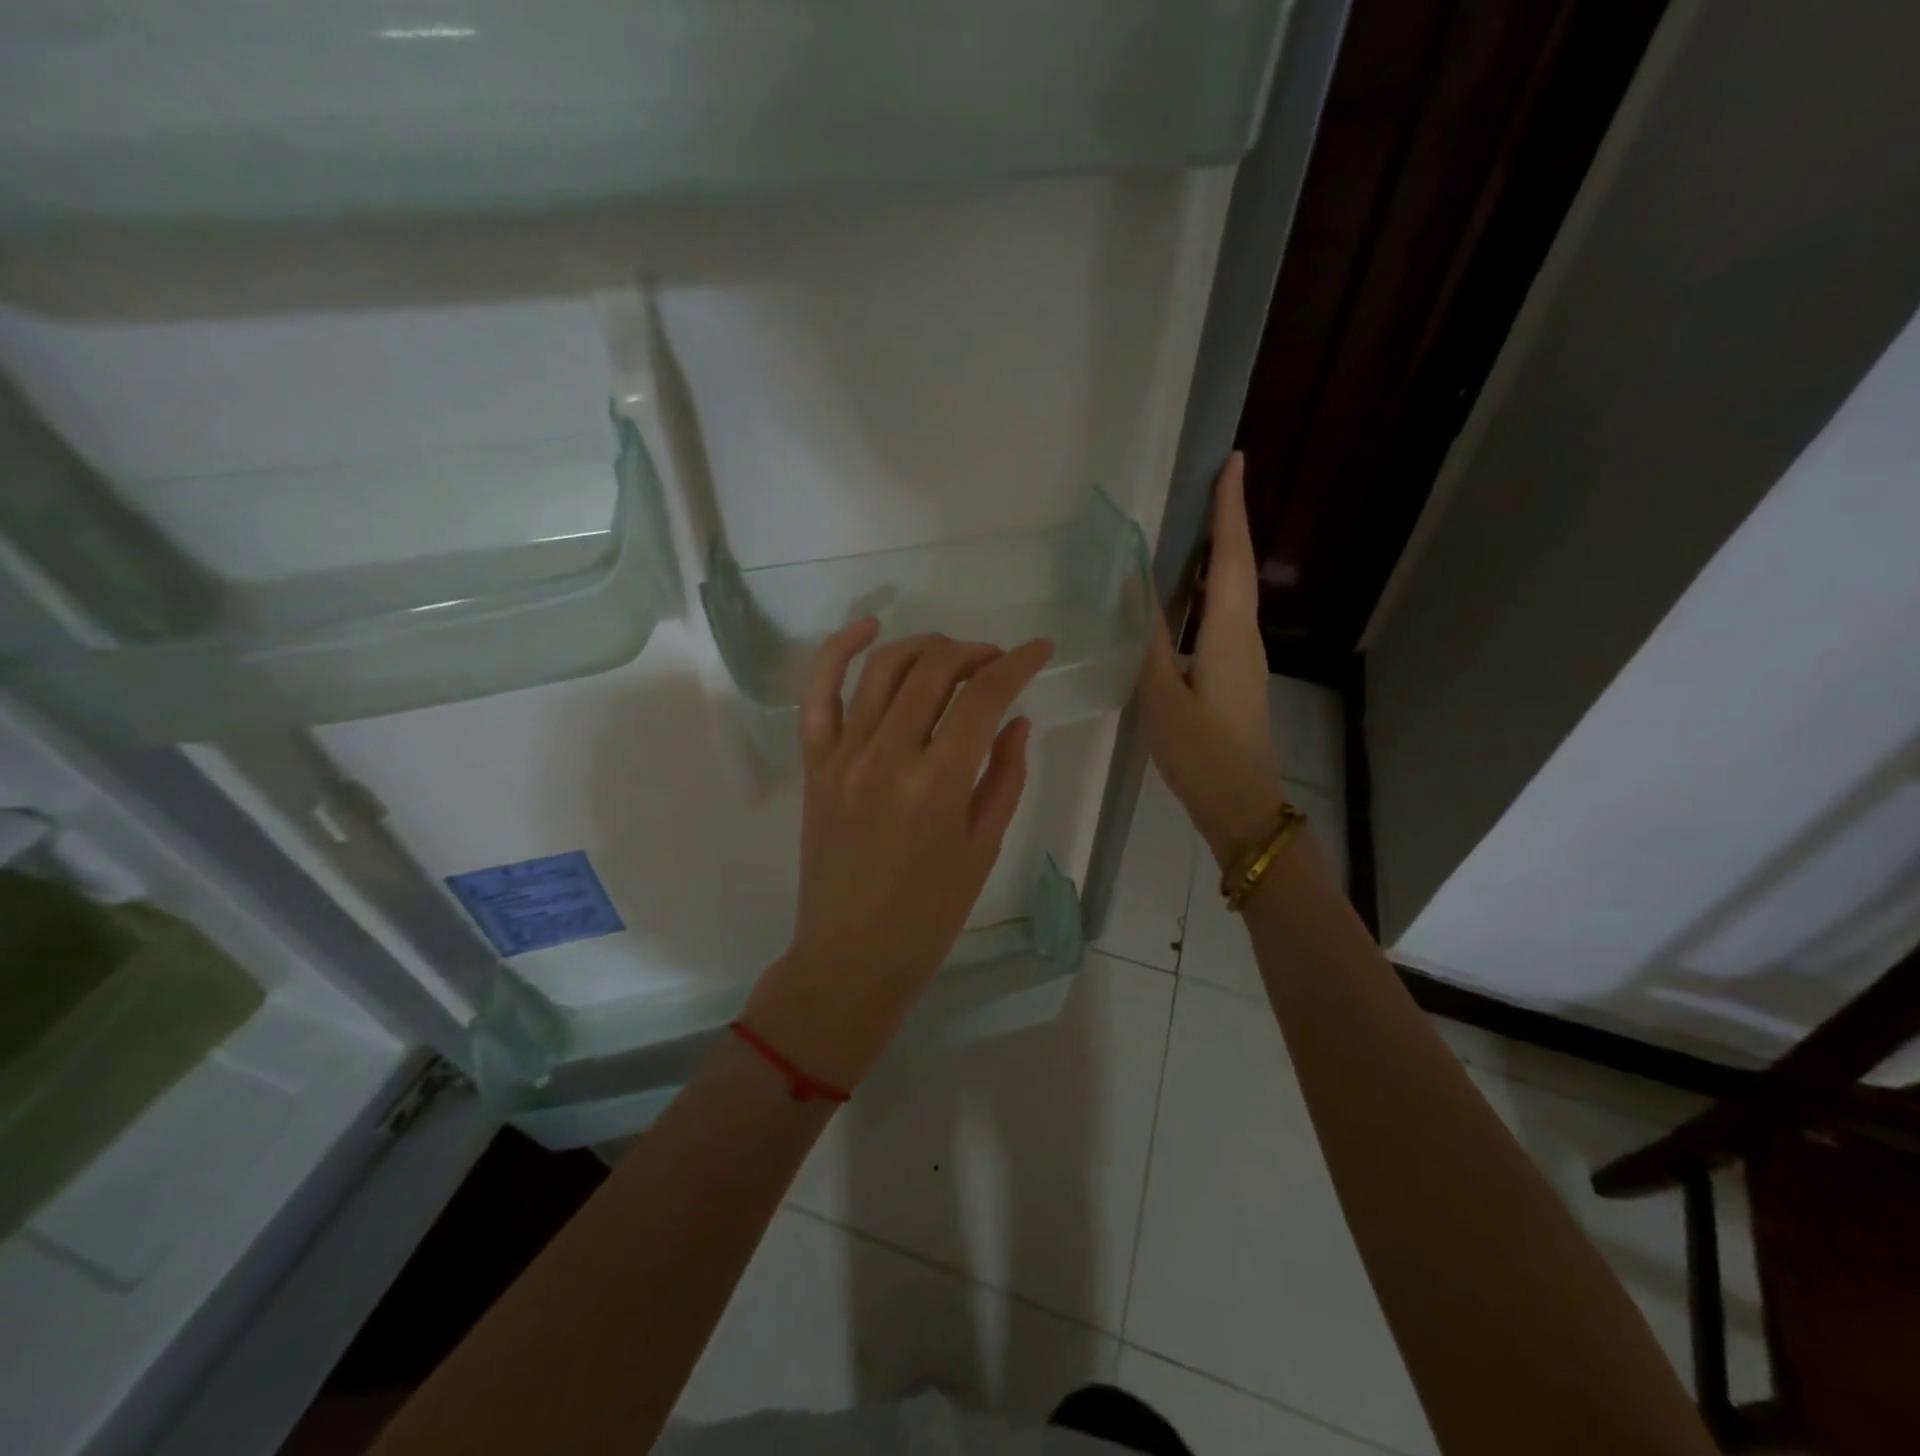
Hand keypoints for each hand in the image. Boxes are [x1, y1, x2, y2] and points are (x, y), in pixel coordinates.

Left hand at [745, 621, 1054, 1090]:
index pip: (984, 698)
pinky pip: (818, 693)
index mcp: (938, 784)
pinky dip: (838, 651)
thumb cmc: (930, 912)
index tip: (1040, 650)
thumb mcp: (984, 846)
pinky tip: (868, 627)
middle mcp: (887, 756)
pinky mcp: (815, 763)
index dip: (1019, 664)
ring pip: (883, 669)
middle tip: (997, 663)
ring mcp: (843, 755)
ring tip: (952, 655)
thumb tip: (1016, 719)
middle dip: (975, 653)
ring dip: (925, 646)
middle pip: (934, 670)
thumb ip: (1005, 775)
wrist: (852, 954)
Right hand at [1138, 452, 1287, 867]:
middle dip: (1228, 521)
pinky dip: (1211, 588)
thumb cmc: (1200, 752)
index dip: (1230, 510)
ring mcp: (1244, 657)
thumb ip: (1148, 641)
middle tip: (1212, 482)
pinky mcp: (1236, 674)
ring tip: (1197, 523)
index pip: (1232, 558)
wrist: (1241, 805)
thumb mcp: (1161, 697)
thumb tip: (1137, 590)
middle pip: (1239, 567)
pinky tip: (1187, 591)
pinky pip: (1225, 615)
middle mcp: (1244, 637)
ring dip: (1221, 552)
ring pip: (1234, 591)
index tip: (1232, 462)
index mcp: (1228, 635)